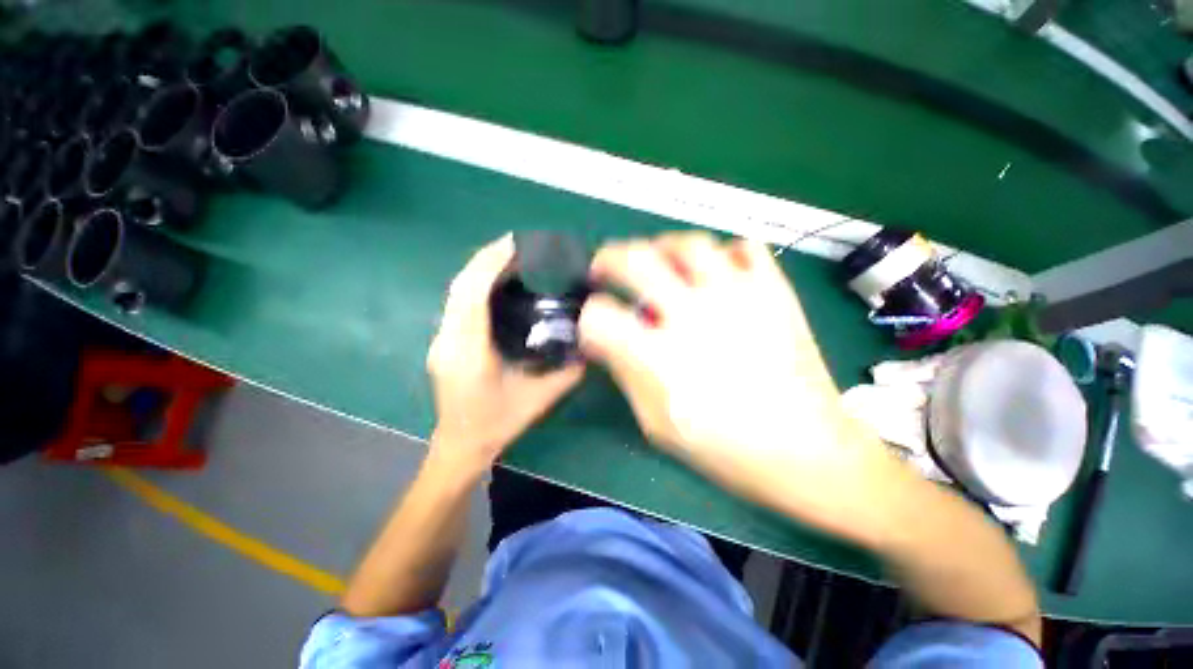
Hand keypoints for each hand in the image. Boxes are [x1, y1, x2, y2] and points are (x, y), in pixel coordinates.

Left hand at [427, 234, 584, 470]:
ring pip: (456, 292)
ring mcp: (441, 339)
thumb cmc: (496, 425)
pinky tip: (498, 283)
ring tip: (511, 258)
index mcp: (469, 352)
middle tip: (517, 245)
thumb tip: (590, 346)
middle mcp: (448, 339)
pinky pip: (458, 303)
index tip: (514, 244)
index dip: (490, 263)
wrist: (459, 446)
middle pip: (460, 285)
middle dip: (486, 258)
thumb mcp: (538, 400)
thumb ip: (567, 373)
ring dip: (480, 269)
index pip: (471, 294)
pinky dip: (477, 284)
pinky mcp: (444, 341)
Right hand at [579, 232, 893, 530]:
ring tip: (659, 262)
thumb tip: (603, 340)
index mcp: (659, 357)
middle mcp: (693, 315)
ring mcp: (737, 297)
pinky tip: (716, 272)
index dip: (588, 316)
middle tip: (606, 268)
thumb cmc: (725, 449)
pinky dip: (722, 253)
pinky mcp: (774, 291)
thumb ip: (625, 374)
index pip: (600, 315)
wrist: (808, 452)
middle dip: (609, 259)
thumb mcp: (657, 424)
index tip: (594, 323)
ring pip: (688, 243)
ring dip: (662, 247)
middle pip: (635, 259)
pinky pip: (744, 247)